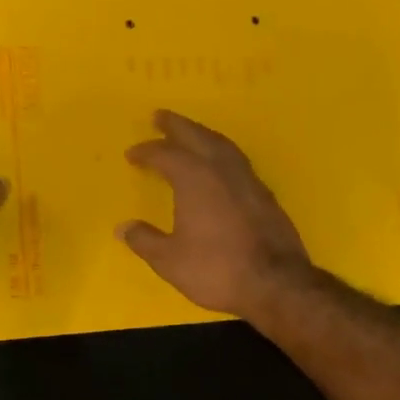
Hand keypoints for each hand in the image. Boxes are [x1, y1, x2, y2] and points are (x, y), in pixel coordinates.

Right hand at [121, 110, 312, 320]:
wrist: (276, 283)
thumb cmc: (216, 269)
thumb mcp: (170, 260)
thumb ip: (145, 240)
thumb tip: (123, 227)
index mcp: (194, 179)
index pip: (165, 155)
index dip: (147, 152)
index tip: (132, 154)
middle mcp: (221, 170)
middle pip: (197, 136)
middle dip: (177, 125)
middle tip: (160, 116)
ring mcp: (248, 180)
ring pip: (222, 144)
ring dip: (202, 134)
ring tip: (191, 132)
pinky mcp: (265, 194)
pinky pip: (238, 160)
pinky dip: (222, 152)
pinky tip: (220, 164)